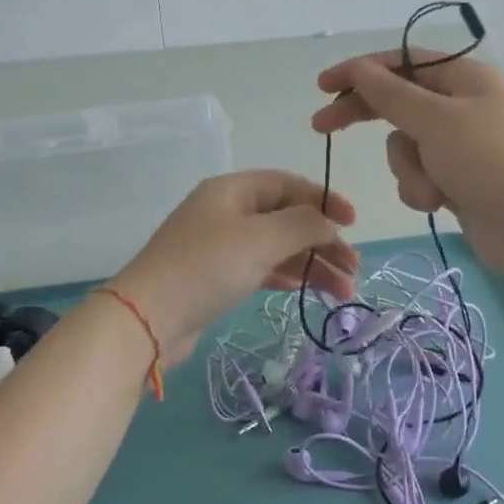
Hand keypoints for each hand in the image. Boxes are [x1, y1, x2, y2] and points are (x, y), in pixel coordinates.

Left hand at [110, 171, 356, 360]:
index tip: (353, 223)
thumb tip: (329, 221)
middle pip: (287, 218)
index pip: (288, 184)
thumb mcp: (261, 238)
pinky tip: (308, 289)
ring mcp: (221, 246)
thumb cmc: (208, 266)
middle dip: (323, 240)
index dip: (324, 200)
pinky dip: (287, 276)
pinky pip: (262, 268)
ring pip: (278, 247)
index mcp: (233, 190)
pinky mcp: (218, 277)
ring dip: (312, 264)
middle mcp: (227, 212)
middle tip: (354, 268)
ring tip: (343, 290)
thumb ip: (303, 223)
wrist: (149, 318)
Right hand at [311, 50, 503, 265]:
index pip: (402, 62)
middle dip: (366, 117)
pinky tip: (440, 204)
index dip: (360, 70)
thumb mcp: (434, 121)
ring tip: (431, 187)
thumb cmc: (487, 163)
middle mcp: (464, 105)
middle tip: (321, 127)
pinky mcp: (459, 178)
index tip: (323, 86)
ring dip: (408, 168)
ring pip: (405, 146)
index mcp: (466, 77)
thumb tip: (359, 68)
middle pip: (399, 102)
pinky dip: (422, 188)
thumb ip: (390, 93)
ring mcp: (462, 144)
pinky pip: (420, 174)